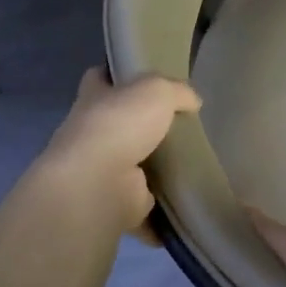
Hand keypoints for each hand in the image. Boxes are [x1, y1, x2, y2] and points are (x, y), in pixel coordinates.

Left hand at [36, 69, 200, 238]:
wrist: (99, 183)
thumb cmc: (120, 125)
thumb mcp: (156, 90)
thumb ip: (177, 91)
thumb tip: (193, 101)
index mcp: (94, 99)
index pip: (98, 78)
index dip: (116, 75)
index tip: (140, 78)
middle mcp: (92, 134)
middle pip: (118, 124)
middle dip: (142, 125)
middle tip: (181, 124)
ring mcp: (102, 172)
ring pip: (133, 165)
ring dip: (154, 169)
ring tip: (192, 164)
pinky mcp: (118, 203)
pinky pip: (146, 206)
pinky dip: (162, 211)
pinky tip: (187, 203)